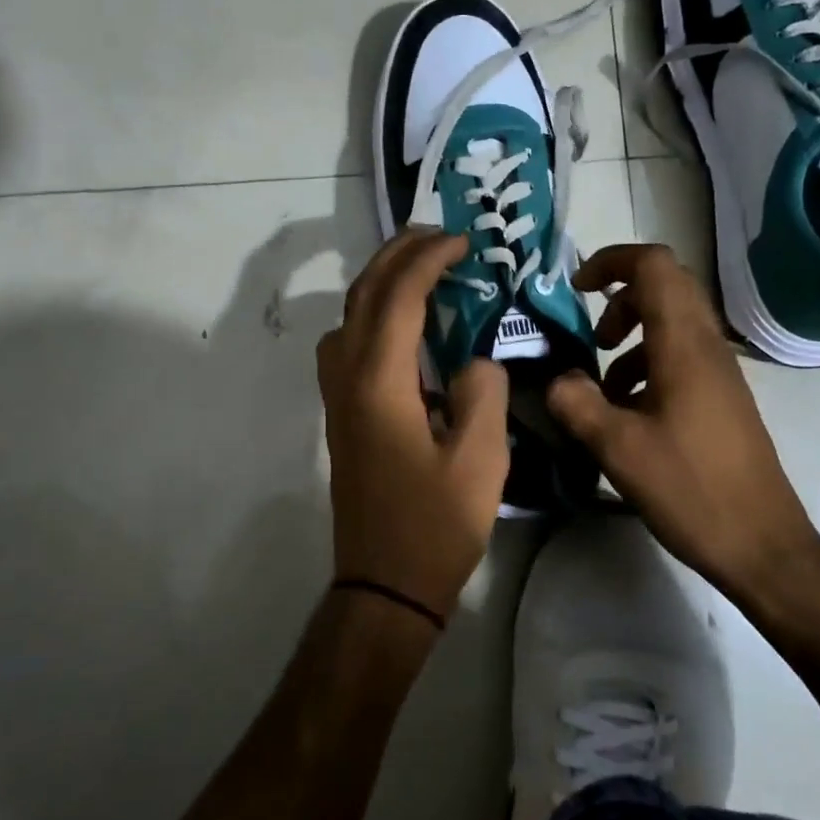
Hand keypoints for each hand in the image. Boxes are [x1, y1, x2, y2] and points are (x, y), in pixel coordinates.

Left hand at [318, 229, 509, 618]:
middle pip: (362, 295)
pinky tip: (406, 328)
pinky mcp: (342, 415)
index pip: (398, 297)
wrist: (384, 583)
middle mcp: (348, 378)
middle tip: (437, 236)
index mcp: (380, 382)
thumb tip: (472, 360)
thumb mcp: (481, 459)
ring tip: (422, 271)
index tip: (463, 241)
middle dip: (397, 255)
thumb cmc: (435, 525)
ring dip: (380, 282)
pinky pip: (348, 343)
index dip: (429, 260)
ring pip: (348, 316)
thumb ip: (482, 393)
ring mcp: (338, 397)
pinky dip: (374, 315)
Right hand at [545, 243, 819, 600]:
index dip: (612, 261)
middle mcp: (706, 346)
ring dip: (631, 335)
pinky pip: (679, 356)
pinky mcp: (719, 398)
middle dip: (619, 298)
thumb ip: (577, 403)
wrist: (762, 544)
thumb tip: (556, 378)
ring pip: (672, 323)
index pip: (654, 265)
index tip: (576, 288)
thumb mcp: (618, 448)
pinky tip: (626, 411)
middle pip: (665, 286)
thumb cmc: (690, 489)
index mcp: (683, 345)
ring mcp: (718, 372)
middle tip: (590, 336)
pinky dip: (645, 365)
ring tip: (601, 384)